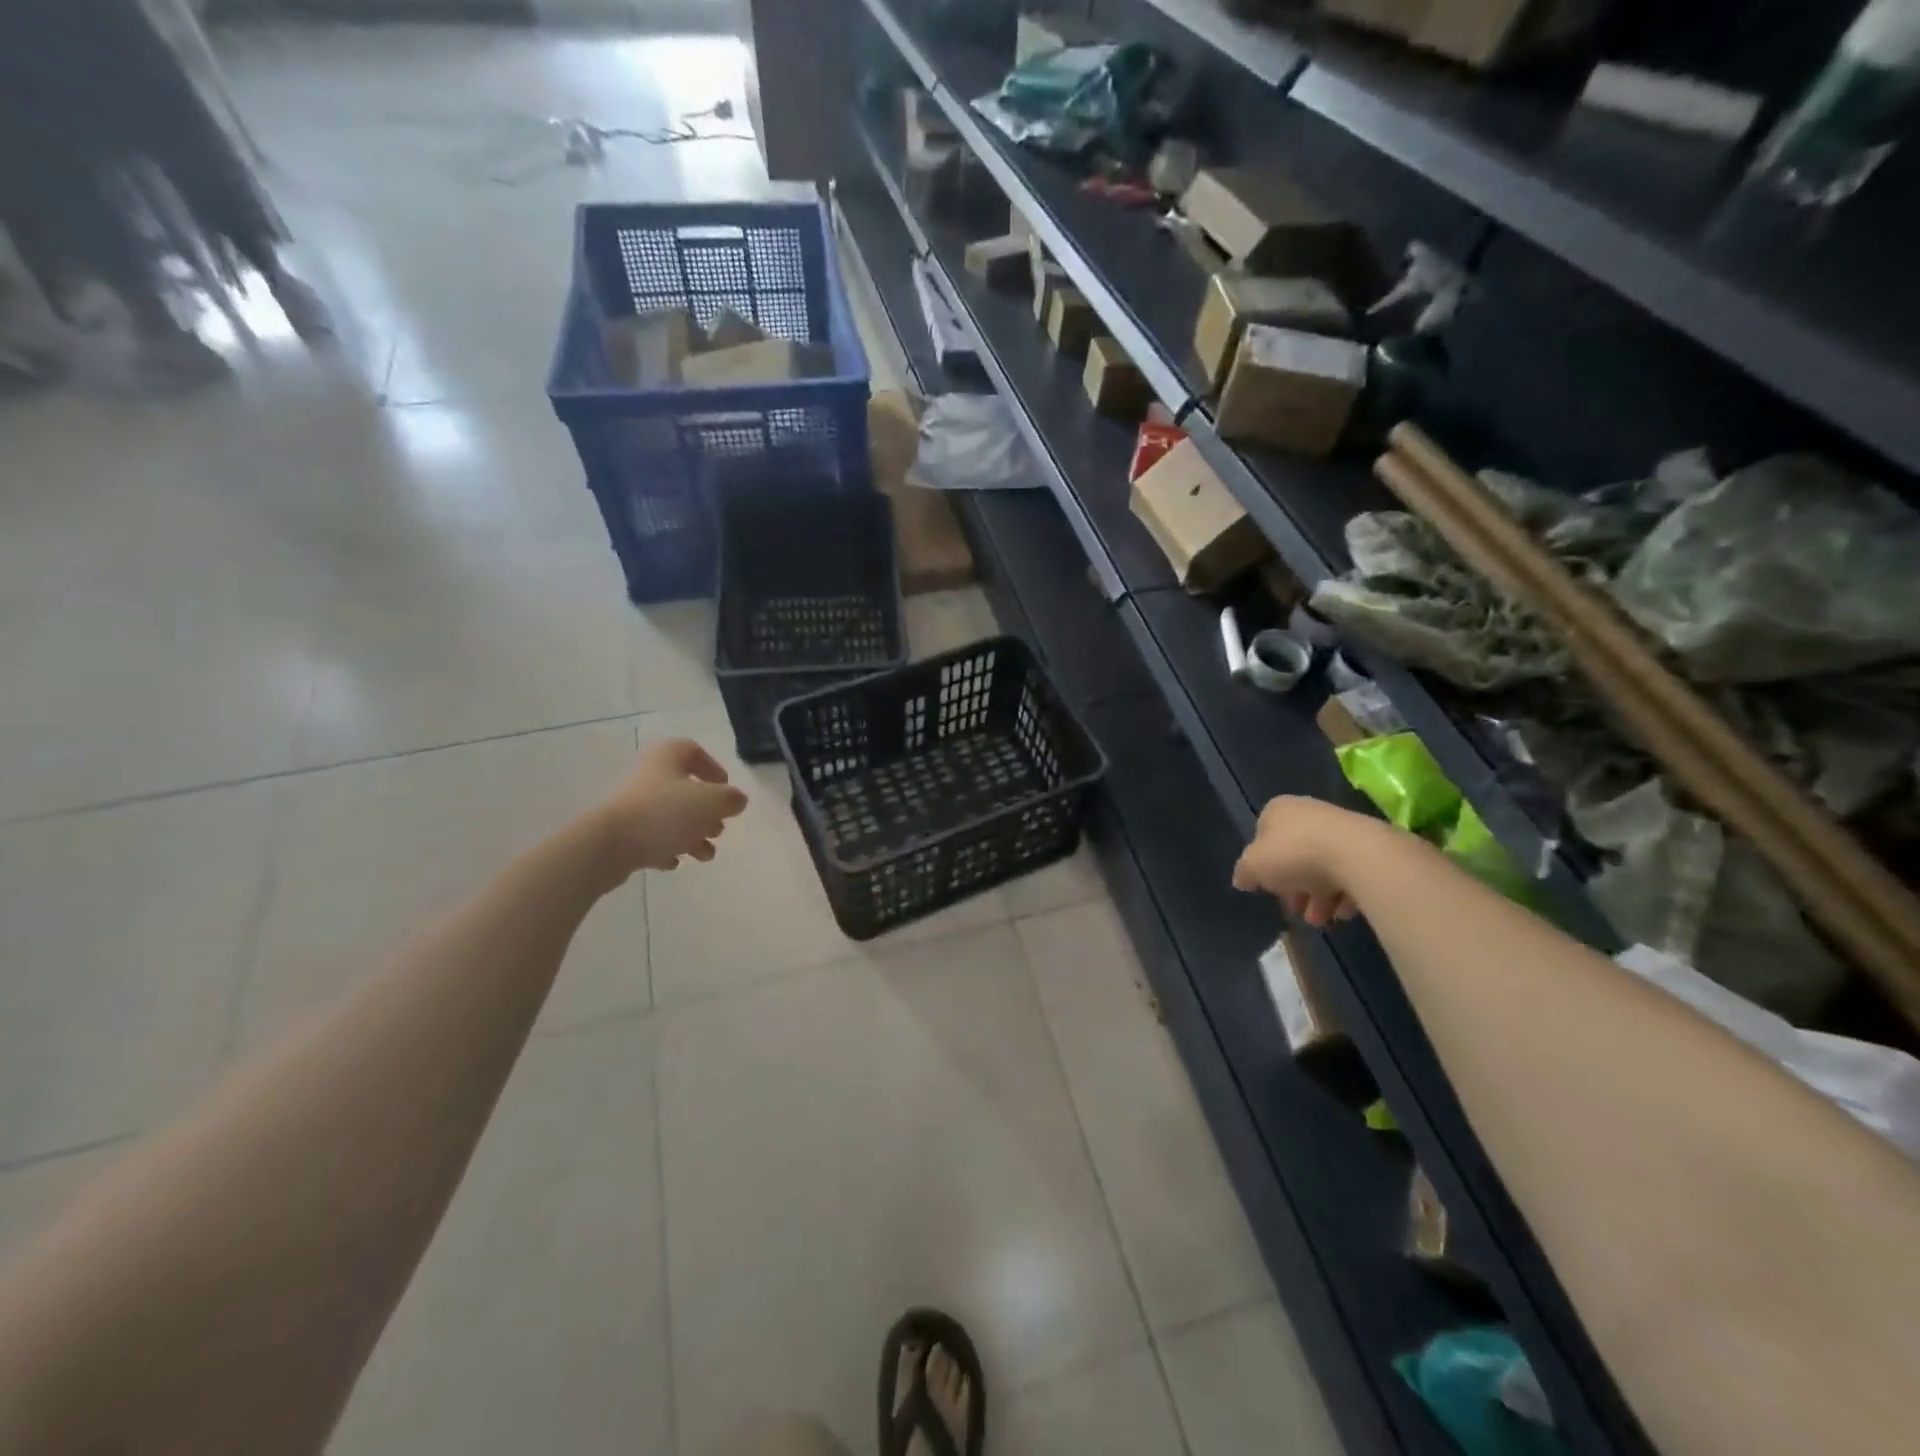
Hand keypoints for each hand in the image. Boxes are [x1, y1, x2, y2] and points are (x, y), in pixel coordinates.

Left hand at [599, 738, 748, 874]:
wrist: (609, 845)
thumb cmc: (665, 813)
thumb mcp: (711, 802)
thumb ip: (731, 799)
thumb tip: (736, 801)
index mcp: (668, 758)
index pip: (693, 751)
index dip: (713, 768)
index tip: (725, 788)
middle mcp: (650, 776)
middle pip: (685, 789)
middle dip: (707, 811)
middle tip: (718, 828)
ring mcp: (635, 805)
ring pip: (672, 816)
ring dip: (693, 835)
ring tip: (705, 855)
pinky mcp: (625, 832)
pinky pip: (653, 837)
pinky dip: (668, 847)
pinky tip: (675, 861)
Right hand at [1231, 796, 1367, 928]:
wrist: (1358, 855)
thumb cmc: (1295, 855)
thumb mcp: (1254, 866)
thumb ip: (1244, 872)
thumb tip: (1242, 879)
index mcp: (1278, 810)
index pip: (1262, 836)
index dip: (1263, 865)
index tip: (1268, 888)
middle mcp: (1308, 813)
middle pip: (1294, 854)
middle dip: (1293, 887)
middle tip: (1295, 910)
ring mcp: (1341, 829)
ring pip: (1323, 866)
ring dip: (1318, 896)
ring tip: (1320, 920)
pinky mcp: (1368, 847)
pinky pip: (1351, 872)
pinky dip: (1345, 894)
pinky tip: (1343, 912)